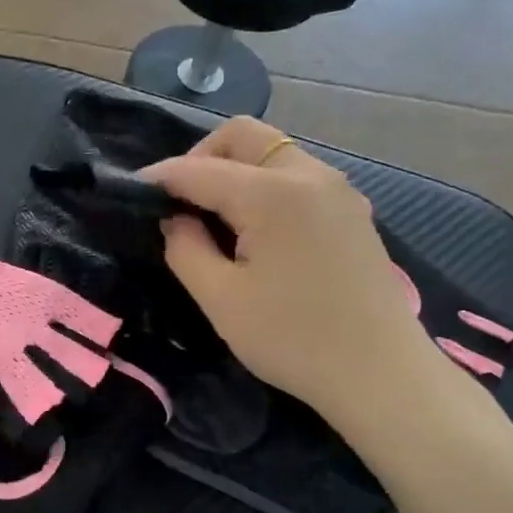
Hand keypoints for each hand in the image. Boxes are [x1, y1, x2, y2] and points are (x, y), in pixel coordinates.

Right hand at [146, 117, 460, 439]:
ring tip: (213, 218)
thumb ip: (185, 248)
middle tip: (179, 202)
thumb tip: (175, 220)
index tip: (130, 193)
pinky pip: (296, 176)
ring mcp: (338, 190)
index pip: (199, 169)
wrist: (382, 376)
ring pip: (273, 152)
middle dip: (200, 157)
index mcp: (272, 193)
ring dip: (234, 170)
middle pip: (243, 136)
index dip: (159, 178)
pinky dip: (264, 185)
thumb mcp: (221, 299)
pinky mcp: (352, 211)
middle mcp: (309, 175)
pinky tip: (255, 230)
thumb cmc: (293, 339)